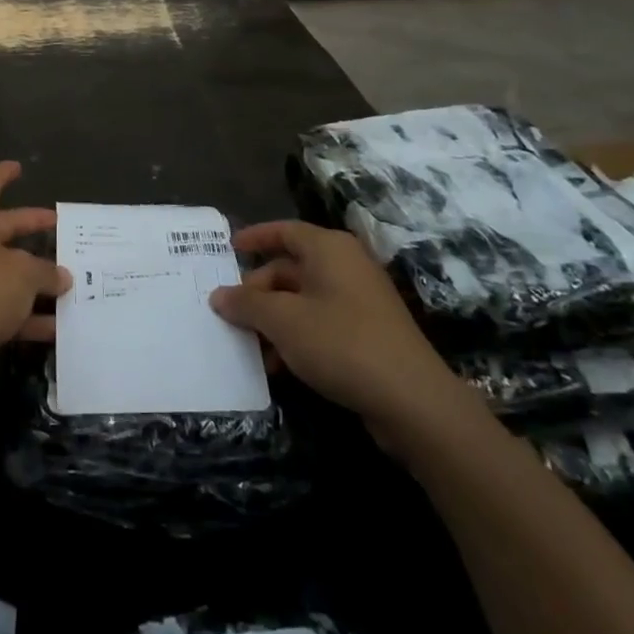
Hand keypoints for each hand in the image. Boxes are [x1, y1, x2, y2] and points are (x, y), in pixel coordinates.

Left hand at [0, 162, 70, 395]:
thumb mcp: (23, 276)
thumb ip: (45, 272)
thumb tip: (60, 276)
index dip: (5, 174)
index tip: (19, 167)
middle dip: (29, 229)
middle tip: (58, 226)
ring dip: (31, 278)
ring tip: (68, 282)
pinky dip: (20, 311)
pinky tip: (54, 327)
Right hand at [209, 221, 482, 456]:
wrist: (414, 401)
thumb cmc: (341, 343)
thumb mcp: (283, 321)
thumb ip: (246, 304)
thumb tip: (219, 296)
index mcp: (329, 249)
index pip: (284, 231)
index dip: (254, 237)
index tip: (229, 249)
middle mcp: (346, 266)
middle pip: (290, 269)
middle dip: (258, 293)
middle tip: (232, 315)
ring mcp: (361, 300)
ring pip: (304, 300)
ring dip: (275, 321)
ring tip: (254, 349)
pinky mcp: (370, 333)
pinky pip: (322, 323)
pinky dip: (297, 337)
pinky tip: (281, 366)